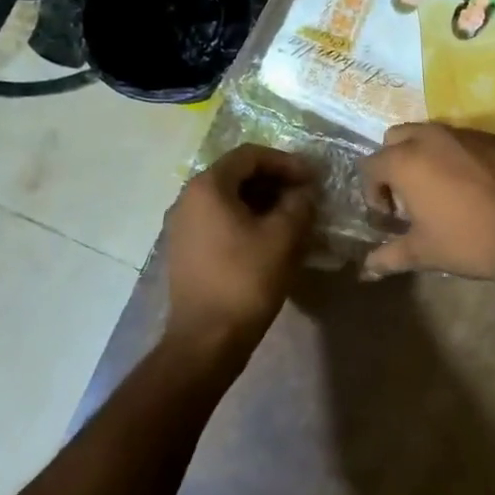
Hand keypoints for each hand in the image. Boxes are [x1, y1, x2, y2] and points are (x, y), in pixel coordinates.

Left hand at [163, 145, 317, 361]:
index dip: (286, 162)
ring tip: (293, 218)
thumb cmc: (246, 280)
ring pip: (229, 199)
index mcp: (208, 186)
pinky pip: (219, 221)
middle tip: (305, 197)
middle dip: (275, 182)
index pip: (250, 155)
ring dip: (263, 202)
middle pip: (237, 175)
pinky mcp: (186, 249)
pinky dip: (246, 220)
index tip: (312, 179)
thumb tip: (304, 191)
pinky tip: (270, 239)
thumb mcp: (284, 236)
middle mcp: (188, 198)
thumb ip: (299, 203)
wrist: (207, 339)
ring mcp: (182, 225)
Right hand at [359, 123, 494, 280]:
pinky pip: (462, 140)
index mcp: (406, 160)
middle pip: (396, 138)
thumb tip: (367, 268)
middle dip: (394, 162)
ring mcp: (464, 133)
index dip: (373, 191)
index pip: (371, 165)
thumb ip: (389, 256)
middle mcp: (430, 137)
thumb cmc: (468, 240)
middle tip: (408, 195)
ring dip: (425, 156)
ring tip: (440, 188)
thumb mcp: (424, 252)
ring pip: (430, 134)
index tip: (389, 215)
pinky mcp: (494, 137)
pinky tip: (472, 184)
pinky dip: (456, 155)